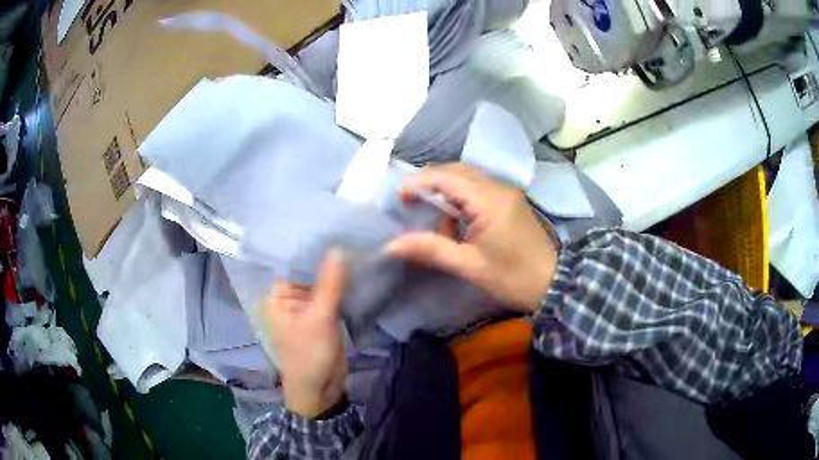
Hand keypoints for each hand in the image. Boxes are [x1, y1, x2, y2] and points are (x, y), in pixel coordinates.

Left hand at [259, 250, 347, 417]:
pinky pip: (331, 297)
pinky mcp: (321, 317)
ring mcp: (305, 308)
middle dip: (327, 260)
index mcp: (276, 297)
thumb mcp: (320, 318)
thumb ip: (330, 284)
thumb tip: (339, 248)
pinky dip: (342, 288)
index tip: (333, 227)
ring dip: (337, 274)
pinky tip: (357, 272)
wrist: (321, 390)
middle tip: (350, 234)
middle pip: (309, 273)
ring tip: (357, 247)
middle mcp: (288, 298)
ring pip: (322, 284)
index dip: (312, 248)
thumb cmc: (310, 355)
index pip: (293, 264)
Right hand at [385, 164, 557, 312]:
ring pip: (467, 178)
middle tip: (410, 203)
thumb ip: (430, 250)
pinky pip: (479, 188)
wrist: (554, 284)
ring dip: (446, 191)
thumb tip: (391, 245)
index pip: (446, 178)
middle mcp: (498, 187)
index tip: (398, 197)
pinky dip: (461, 197)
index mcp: (488, 200)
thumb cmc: (512, 277)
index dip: (418, 182)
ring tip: (433, 218)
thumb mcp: (469, 265)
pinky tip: (455, 220)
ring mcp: (506, 192)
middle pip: (456, 171)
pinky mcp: (510, 200)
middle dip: (430, 183)